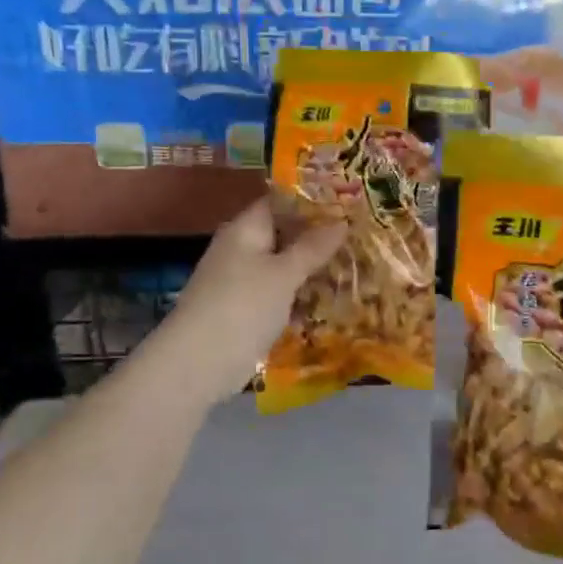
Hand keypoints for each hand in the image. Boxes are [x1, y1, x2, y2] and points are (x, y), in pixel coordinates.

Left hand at [149, 195, 345, 407]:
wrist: (200, 363)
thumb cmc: (243, 306)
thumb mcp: (284, 273)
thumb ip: (313, 247)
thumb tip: (342, 221)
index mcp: (246, 230)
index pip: (280, 203)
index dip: (312, 201)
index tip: (349, 204)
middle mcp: (242, 250)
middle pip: (284, 236)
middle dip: (319, 239)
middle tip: (361, 238)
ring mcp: (243, 282)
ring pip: (284, 268)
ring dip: (313, 270)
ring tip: (356, 267)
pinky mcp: (247, 312)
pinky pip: (280, 295)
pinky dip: (301, 297)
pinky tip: (331, 302)